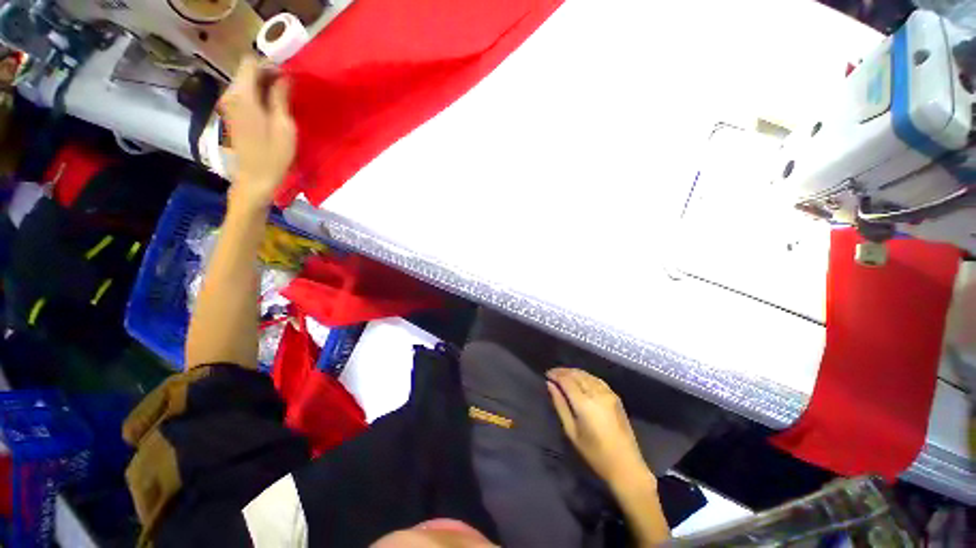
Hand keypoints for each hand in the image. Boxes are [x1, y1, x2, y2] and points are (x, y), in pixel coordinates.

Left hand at [220, 56, 296, 207]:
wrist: (255, 179)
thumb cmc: (273, 156)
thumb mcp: (284, 126)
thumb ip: (280, 97)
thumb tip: (284, 76)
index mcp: (243, 96)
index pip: (251, 62)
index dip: (270, 64)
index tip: (289, 76)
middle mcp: (231, 95)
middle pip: (247, 71)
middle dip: (269, 74)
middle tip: (291, 88)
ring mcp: (229, 105)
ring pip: (246, 82)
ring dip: (265, 85)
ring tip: (285, 98)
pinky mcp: (232, 114)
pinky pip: (245, 95)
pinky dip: (259, 95)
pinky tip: (273, 108)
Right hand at [546, 368, 651, 488]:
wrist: (626, 465)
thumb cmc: (595, 454)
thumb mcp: (572, 431)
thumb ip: (560, 405)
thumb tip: (550, 385)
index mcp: (585, 404)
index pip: (567, 380)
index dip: (556, 375)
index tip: (547, 374)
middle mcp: (597, 394)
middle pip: (577, 374)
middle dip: (563, 371)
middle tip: (552, 373)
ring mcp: (608, 393)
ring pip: (587, 375)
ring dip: (573, 372)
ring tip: (563, 375)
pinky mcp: (615, 396)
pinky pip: (597, 379)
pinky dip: (585, 376)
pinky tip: (580, 379)